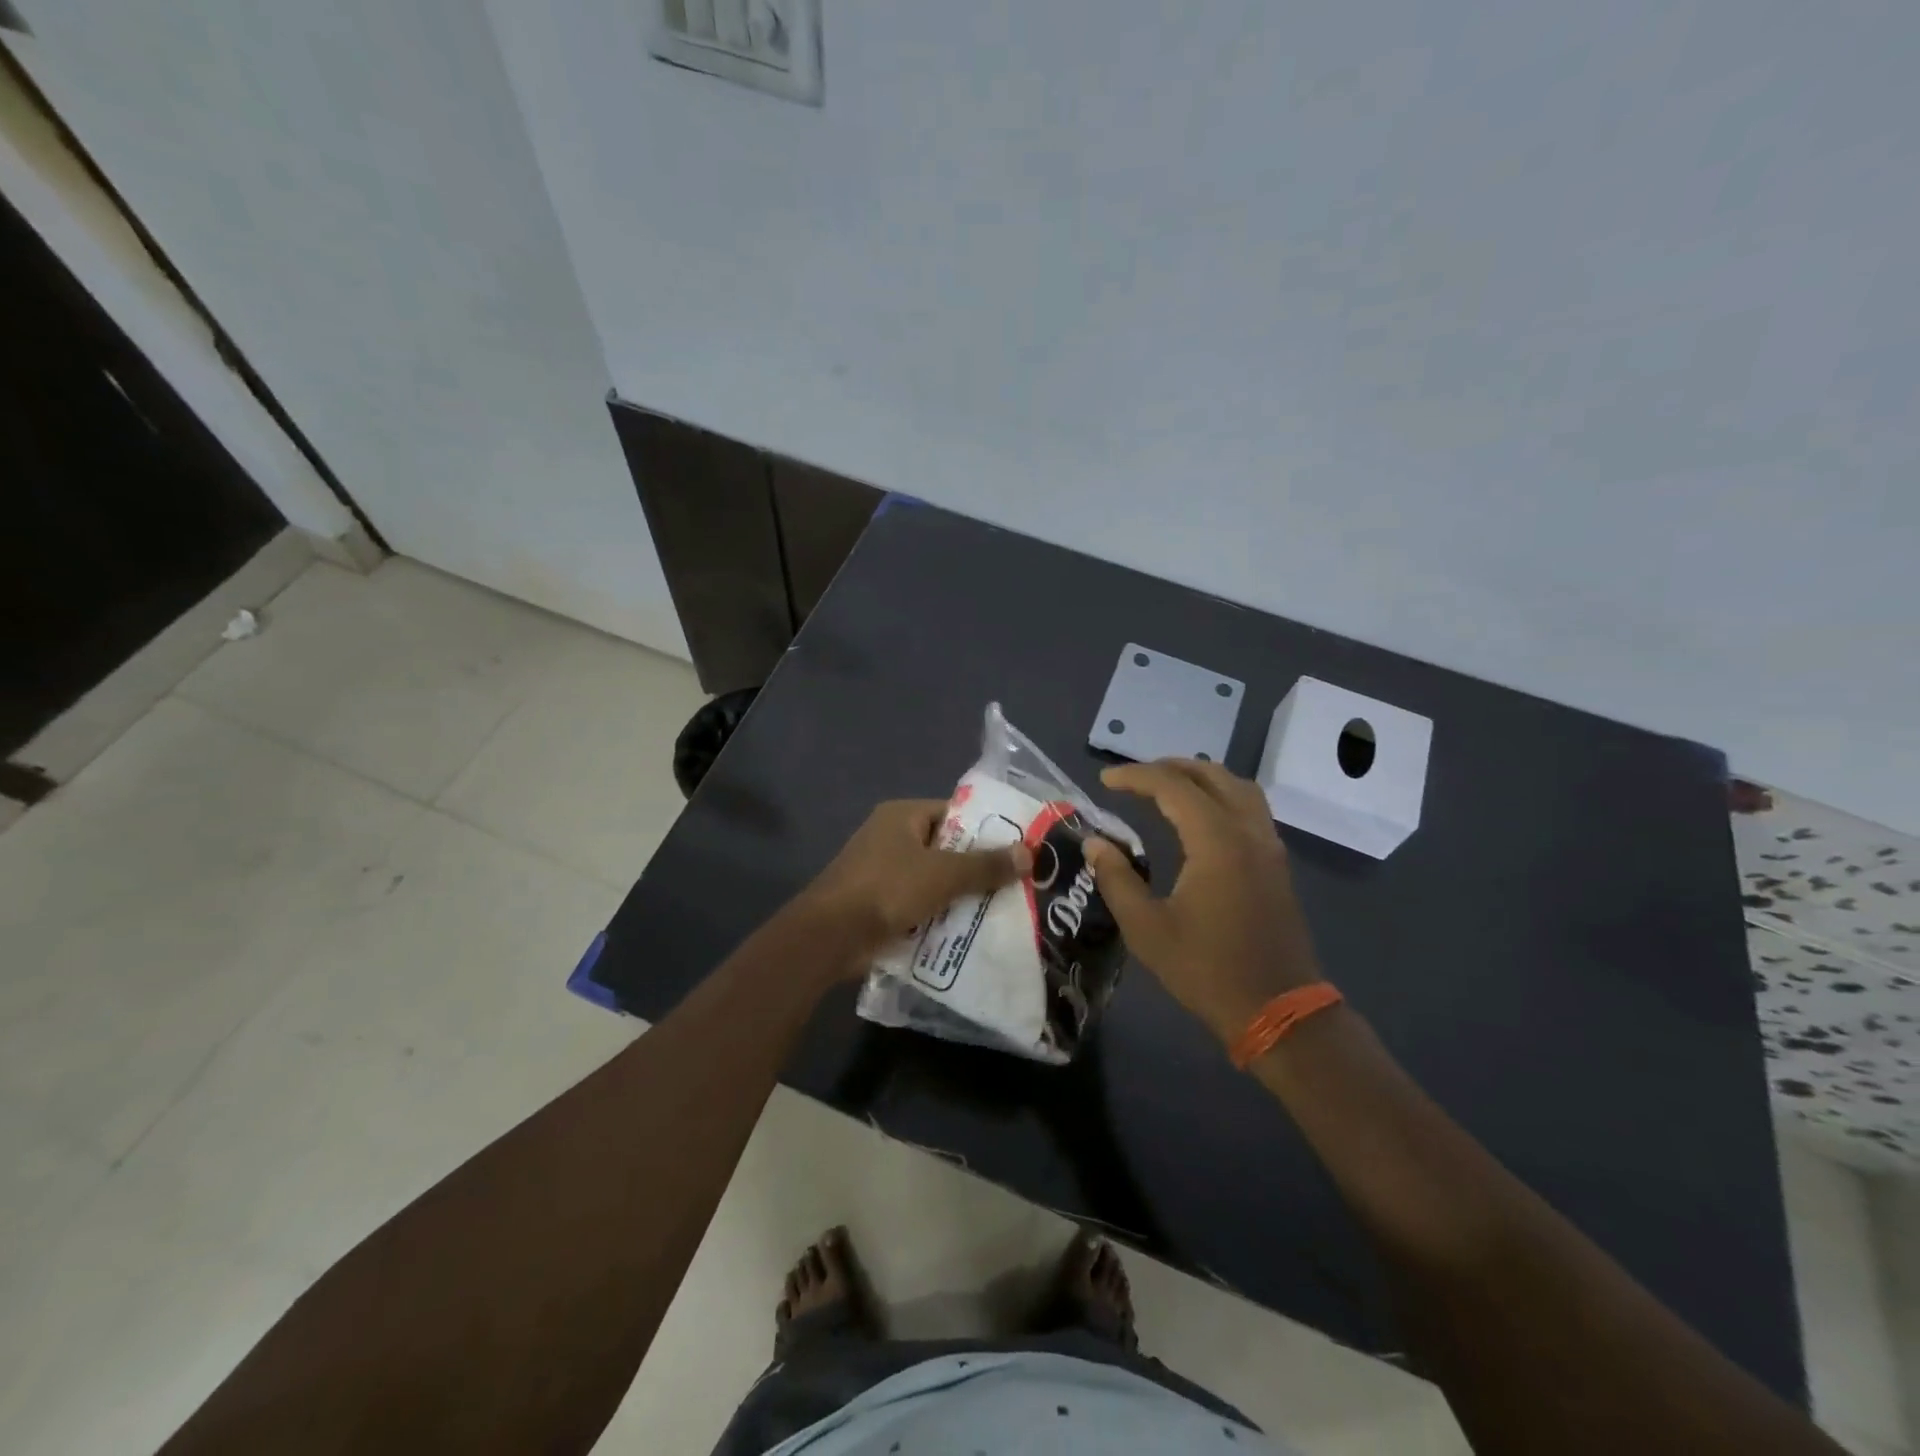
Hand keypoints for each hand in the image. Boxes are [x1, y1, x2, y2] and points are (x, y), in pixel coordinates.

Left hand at [800, 799, 1032, 968]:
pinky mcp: (880, 905)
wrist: (831, 936)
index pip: (954, 814)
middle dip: (977, 868)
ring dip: (961, 896)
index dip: (986, 829)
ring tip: (1003, 910)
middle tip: (1017, 884)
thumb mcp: (944, 874)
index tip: (1018, 848)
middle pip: (946, 849)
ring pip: (934, 881)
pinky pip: (920, 905)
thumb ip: (986, 865)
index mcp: (902, 816)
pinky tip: (971, 932)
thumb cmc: (888, 889)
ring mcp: (883, 873)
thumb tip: (1029, 853)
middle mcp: (891, 838)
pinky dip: (940, 916)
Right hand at [1085, 759, 1322, 1045]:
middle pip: (1210, 775)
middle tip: (1133, 779)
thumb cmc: (1207, 970)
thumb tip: (1095, 842)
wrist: (1278, 1011)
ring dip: (1200, 777)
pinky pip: (1250, 808)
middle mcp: (1248, 831)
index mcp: (1216, 841)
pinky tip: (1200, 817)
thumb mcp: (1147, 928)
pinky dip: (1221, 796)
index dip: (1135, 776)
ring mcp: (1268, 846)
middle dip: (1168, 768)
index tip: (1105, 781)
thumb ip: (1116, 879)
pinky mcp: (1276, 863)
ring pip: (1237, 787)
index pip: (1172, 786)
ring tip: (1166, 786)